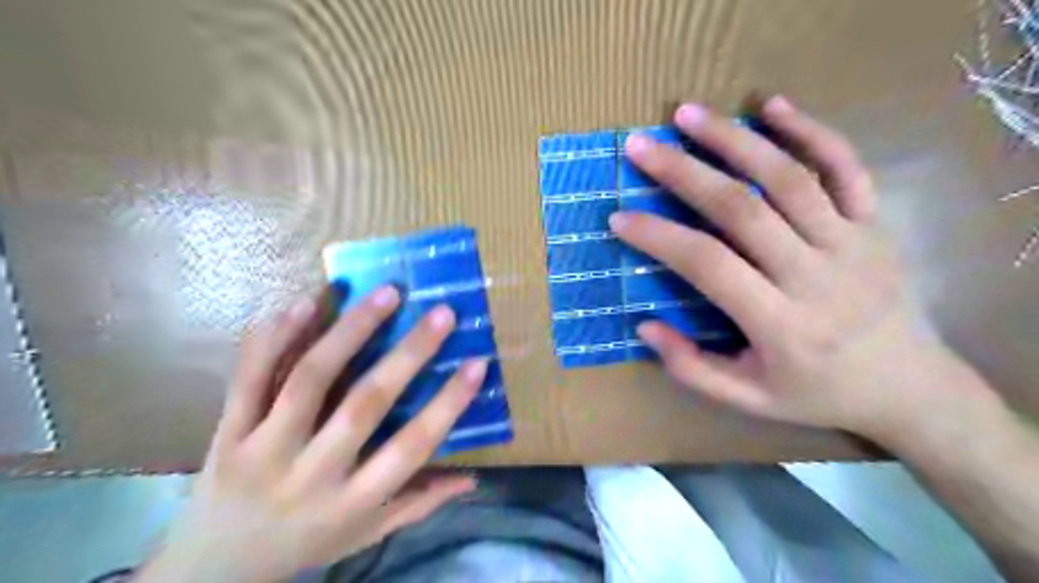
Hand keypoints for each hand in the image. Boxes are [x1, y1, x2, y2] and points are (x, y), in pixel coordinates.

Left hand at [138, 289, 486, 582]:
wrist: (212, 570)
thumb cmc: (308, 545)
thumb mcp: (368, 534)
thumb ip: (419, 503)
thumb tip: (473, 477)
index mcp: (352, 502)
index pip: (411, 448)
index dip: (448, 404)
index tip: (478, 363)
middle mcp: (310, 475)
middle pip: (365, 405)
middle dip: (408, 354)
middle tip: (441, 313)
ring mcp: (262, 450)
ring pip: (309, 379)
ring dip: (351, 330)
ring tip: (386, 294)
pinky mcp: (227, 431)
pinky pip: (250, 376)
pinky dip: (277, 337)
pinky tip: (308, 303)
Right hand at [611, 96, 998, 442]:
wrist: (910, 388)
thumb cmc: (818, 394)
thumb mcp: (749, 401)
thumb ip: (692, 369)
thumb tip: (645, 327)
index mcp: (780, 324)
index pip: (708, 265)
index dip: (659, 238)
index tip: (620, 218)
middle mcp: (815, 275)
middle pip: (743, 209)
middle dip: (684, 173)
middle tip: (641, 147)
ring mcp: (851, 242)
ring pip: (789, 177)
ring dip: (734, 140)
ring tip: (688, 114)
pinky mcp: (876, 224)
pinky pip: (846, 167)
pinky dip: (811, 131)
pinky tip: (772, 106)